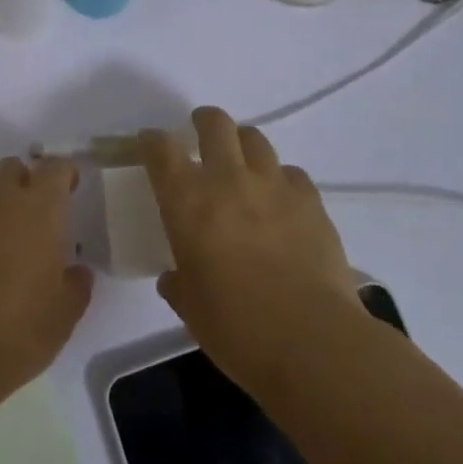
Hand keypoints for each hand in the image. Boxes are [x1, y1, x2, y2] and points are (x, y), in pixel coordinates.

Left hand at [0, 156, 93, 412]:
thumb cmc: (16, 333)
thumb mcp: (64, 317)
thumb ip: (76, 284)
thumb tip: (75, 271)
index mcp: (39, 209)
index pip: (56, 167)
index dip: (66, 173)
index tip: (71, 188)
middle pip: (13, 169)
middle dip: (26, 183)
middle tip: (35, 217)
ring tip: (0, 246)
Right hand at [145, 107, 361, 394]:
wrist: (312, 342)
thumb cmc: (237, 329)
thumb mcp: (191, 308)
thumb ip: (179, 283)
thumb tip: (175, 277)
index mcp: (188, 202)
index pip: (161, 149)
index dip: (152, 141)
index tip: (150, 144)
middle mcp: (228, 180)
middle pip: (215, 124)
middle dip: (204, 121)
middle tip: (201, 132)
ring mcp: (273, 186)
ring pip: (255, 138)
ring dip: (243, 144)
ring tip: (243, 162)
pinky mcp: (311, 201)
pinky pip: (292, 173)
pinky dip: (281, 179)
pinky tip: (281, 200)